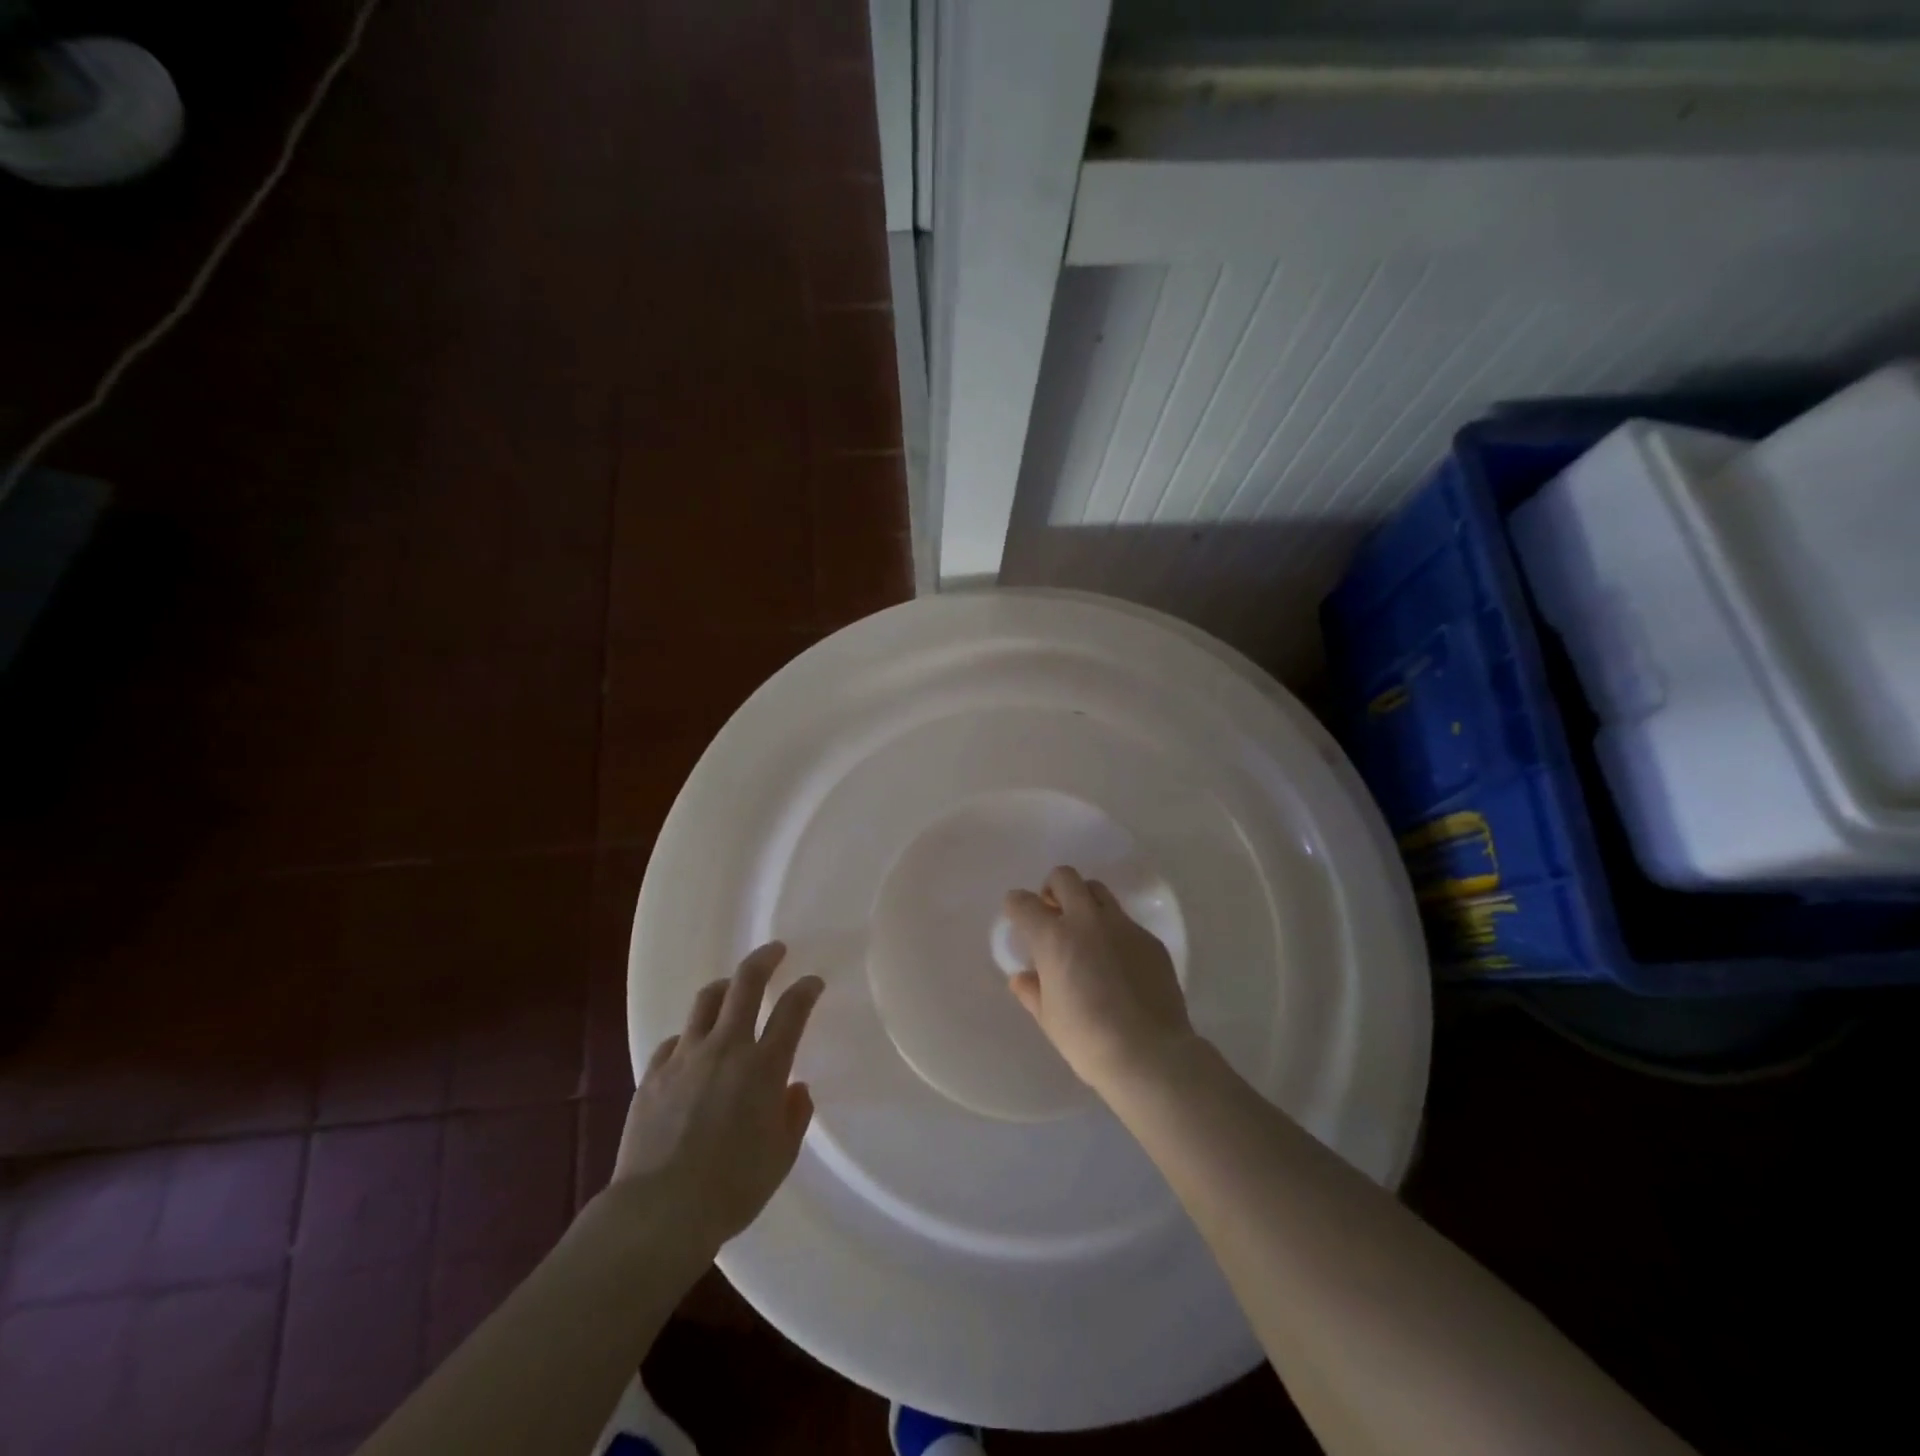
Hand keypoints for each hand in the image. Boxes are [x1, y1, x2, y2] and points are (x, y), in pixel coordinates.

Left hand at [613, 943, 823, 1254]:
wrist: (659, 1212)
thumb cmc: (732, 1188)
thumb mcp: (781, 1157)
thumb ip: (794, 1116)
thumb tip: (794, 1088)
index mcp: (764, 1066)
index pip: (792, 1010)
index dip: (806, 989)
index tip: (812, 982)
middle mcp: (726, 1049)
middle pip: (745, 984)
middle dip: (764, 960)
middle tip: (775, 951)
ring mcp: (685, 1058)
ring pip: (705, 1002)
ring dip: (724, 988)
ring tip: (731, 989)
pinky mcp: (652, 1075)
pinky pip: (674, 1041)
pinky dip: (689, 1037)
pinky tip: (692, 1051)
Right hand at [1005, 866, 1194, 1095]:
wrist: (1150, 1054)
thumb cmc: (1087, 1040)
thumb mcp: (1049, 1019)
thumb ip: (1032, 991)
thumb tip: (1023, 978)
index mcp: (1053, 938)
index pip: (1023, 903)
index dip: (1016, 906)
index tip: (1017, 916)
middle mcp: (1086, 921)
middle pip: (1064, 877)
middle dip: (1052, 889)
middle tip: (1053, 914)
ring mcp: (1122, 926)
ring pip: (1098, 891)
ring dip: (1084, 901)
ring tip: (1085, 931)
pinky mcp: (1150, 939)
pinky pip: (1125, 922)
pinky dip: (1113, 931)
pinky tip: (1117, 962)